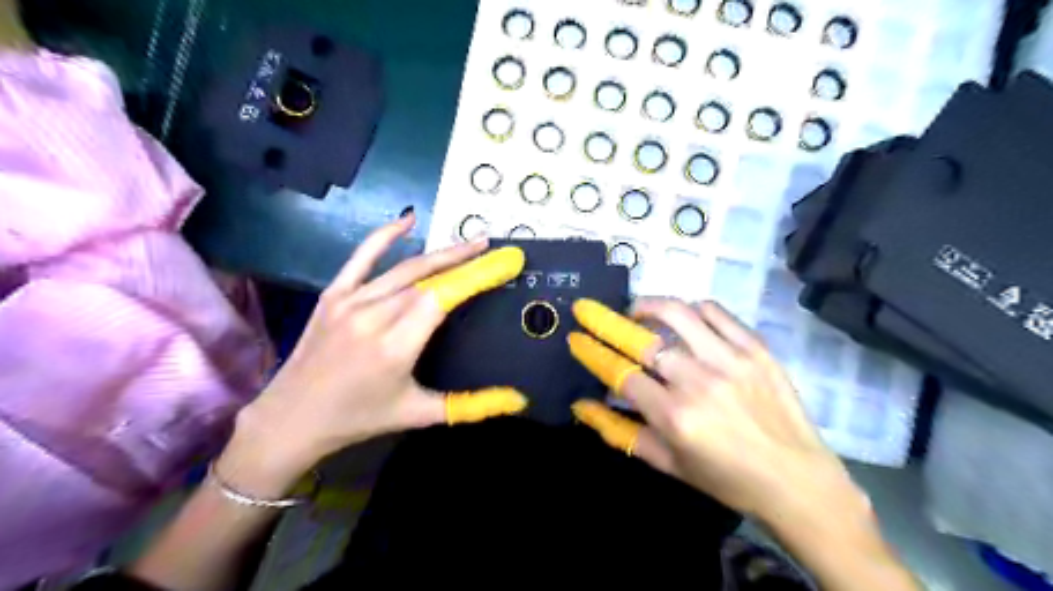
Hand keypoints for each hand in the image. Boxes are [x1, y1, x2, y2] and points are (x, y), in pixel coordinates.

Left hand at [232, 216, 525, 481]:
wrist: (291, 418)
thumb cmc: (360, 417)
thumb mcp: (419, 414)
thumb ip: (472, 405)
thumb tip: (518, 400)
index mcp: (396, 346)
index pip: (444, 297)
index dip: (476, 275)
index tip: (504, 262)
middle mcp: (374, 316)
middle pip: (428, 278)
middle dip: (464, 261)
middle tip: (493, 248)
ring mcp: (350, 302)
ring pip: (404, 268)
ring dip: (440, 254)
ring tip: (470, 243)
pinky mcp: (332, 295)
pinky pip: (361, 258)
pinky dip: (384, 237)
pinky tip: (408, 221)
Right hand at [568, 299, 854, 520]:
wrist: (796, 479)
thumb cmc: (726, 479)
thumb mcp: (668, 464)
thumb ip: (621, 433)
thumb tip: (582, 406)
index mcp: (675, 416)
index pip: (620, 373)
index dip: (593, 352)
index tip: (576, 337)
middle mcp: (698, 381)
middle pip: (642, 339)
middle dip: (607, 320)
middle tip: (590, 309)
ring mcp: (730, 360)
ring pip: (678, 314)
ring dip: (649, 305)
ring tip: (637, 309)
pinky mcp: (756, 348)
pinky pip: (716, 312)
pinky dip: (693, 309)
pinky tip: (685, 318)